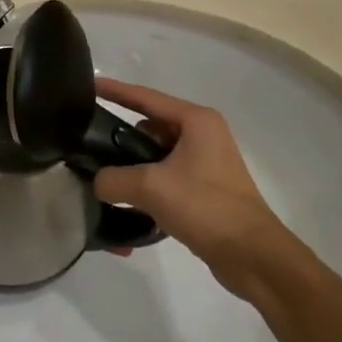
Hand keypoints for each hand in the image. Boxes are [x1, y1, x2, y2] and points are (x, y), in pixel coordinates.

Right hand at [90, 79, 283, 272]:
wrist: (253, 257)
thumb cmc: (205, 207)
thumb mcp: (150, 187)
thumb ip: (113, 179)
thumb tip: (98, 183)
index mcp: (196, 121)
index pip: (146, 98)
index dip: (115, 91)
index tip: (88, 85)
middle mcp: (202, 136)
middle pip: (148, 128)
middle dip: (120, 140)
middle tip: (89, 148)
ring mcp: (204, 164)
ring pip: (155, 157)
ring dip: (131, 170)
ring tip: (103, 183)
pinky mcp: (203, 191)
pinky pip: (164, 181)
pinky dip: (146, 191)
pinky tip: (125, 209)